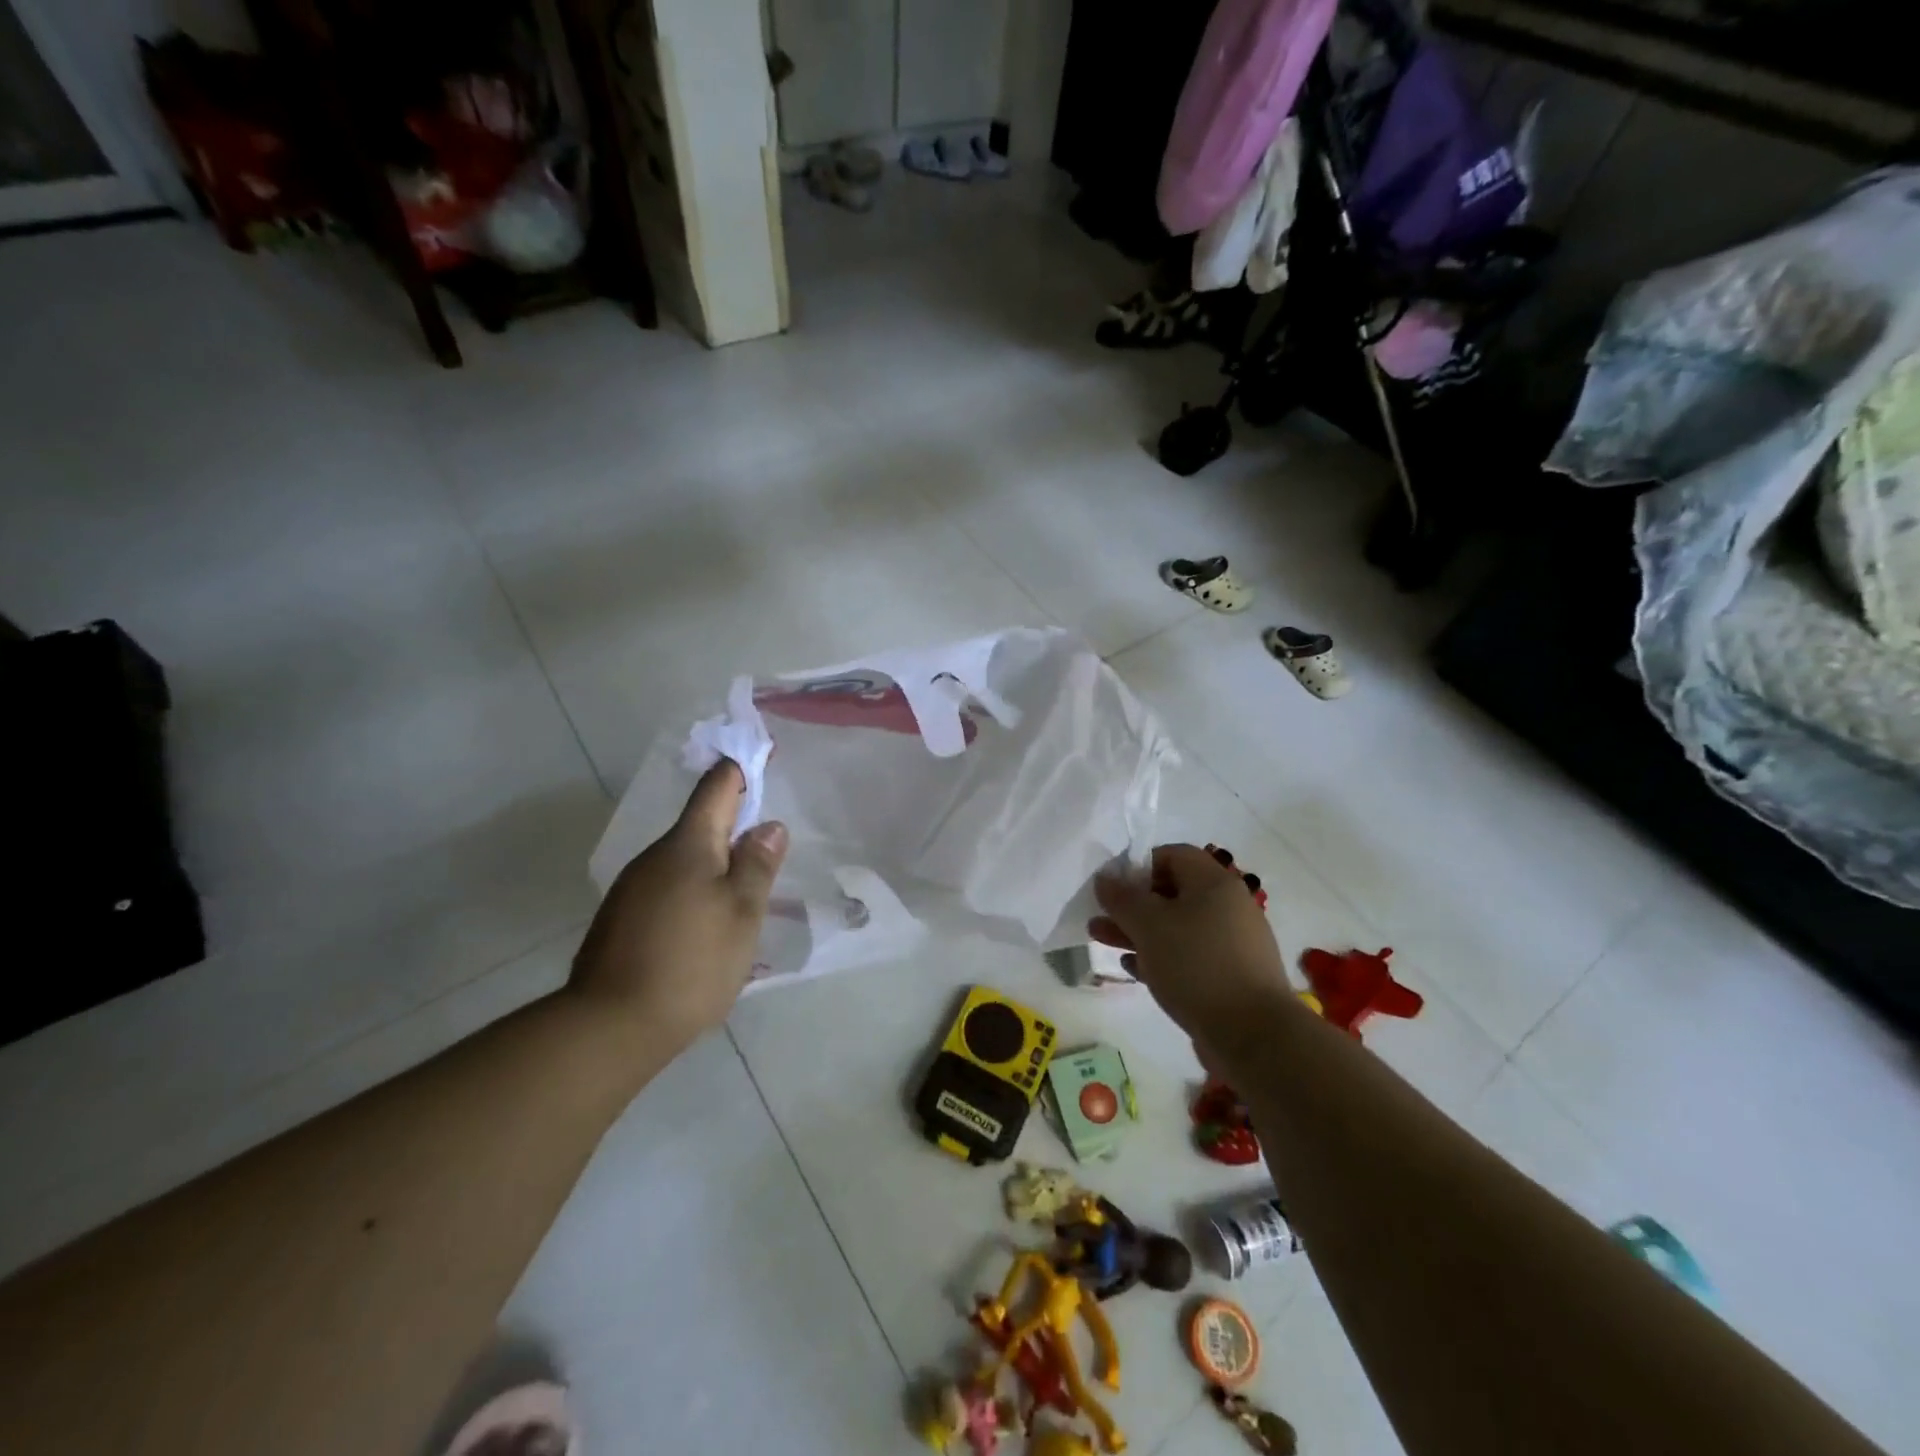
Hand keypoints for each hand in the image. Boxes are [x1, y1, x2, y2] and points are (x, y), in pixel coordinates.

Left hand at [570, 760, 787, 1051]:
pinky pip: (669, 891)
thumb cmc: (692, 961)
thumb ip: (758, 864)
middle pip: (700, 826)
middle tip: (769, 851)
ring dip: (715, 868)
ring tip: (745, 898)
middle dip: (734, 828)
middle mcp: (654, 857)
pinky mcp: (622, 921)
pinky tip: (709, 929)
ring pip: (684, 863)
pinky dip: (695, 895)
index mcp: (687, 845)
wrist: (610, 1027)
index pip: (716, 788)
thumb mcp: (742, 912)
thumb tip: (769, 825)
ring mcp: (633, 889)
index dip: (741, 770)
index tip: (762, 758)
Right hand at [1089, 844, 1291, 1050]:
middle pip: (1172, 892)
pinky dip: (1160, 957)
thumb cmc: (1197, 965)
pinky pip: (1189, 956)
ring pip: (1177, 927)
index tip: (1112, 887)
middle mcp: (1228, 906)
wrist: (1254, 1035)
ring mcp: (1232, 943)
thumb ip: (1122, 898)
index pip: (1173, 855)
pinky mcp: (1230, 976)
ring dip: (1139, 931)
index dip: (1138, 865)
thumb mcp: (1149, 925)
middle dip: (1132, 904)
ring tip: (1102, 940)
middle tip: (1100, 917)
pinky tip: (1133, 969)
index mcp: (1215, 883)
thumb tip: (1105, 878)